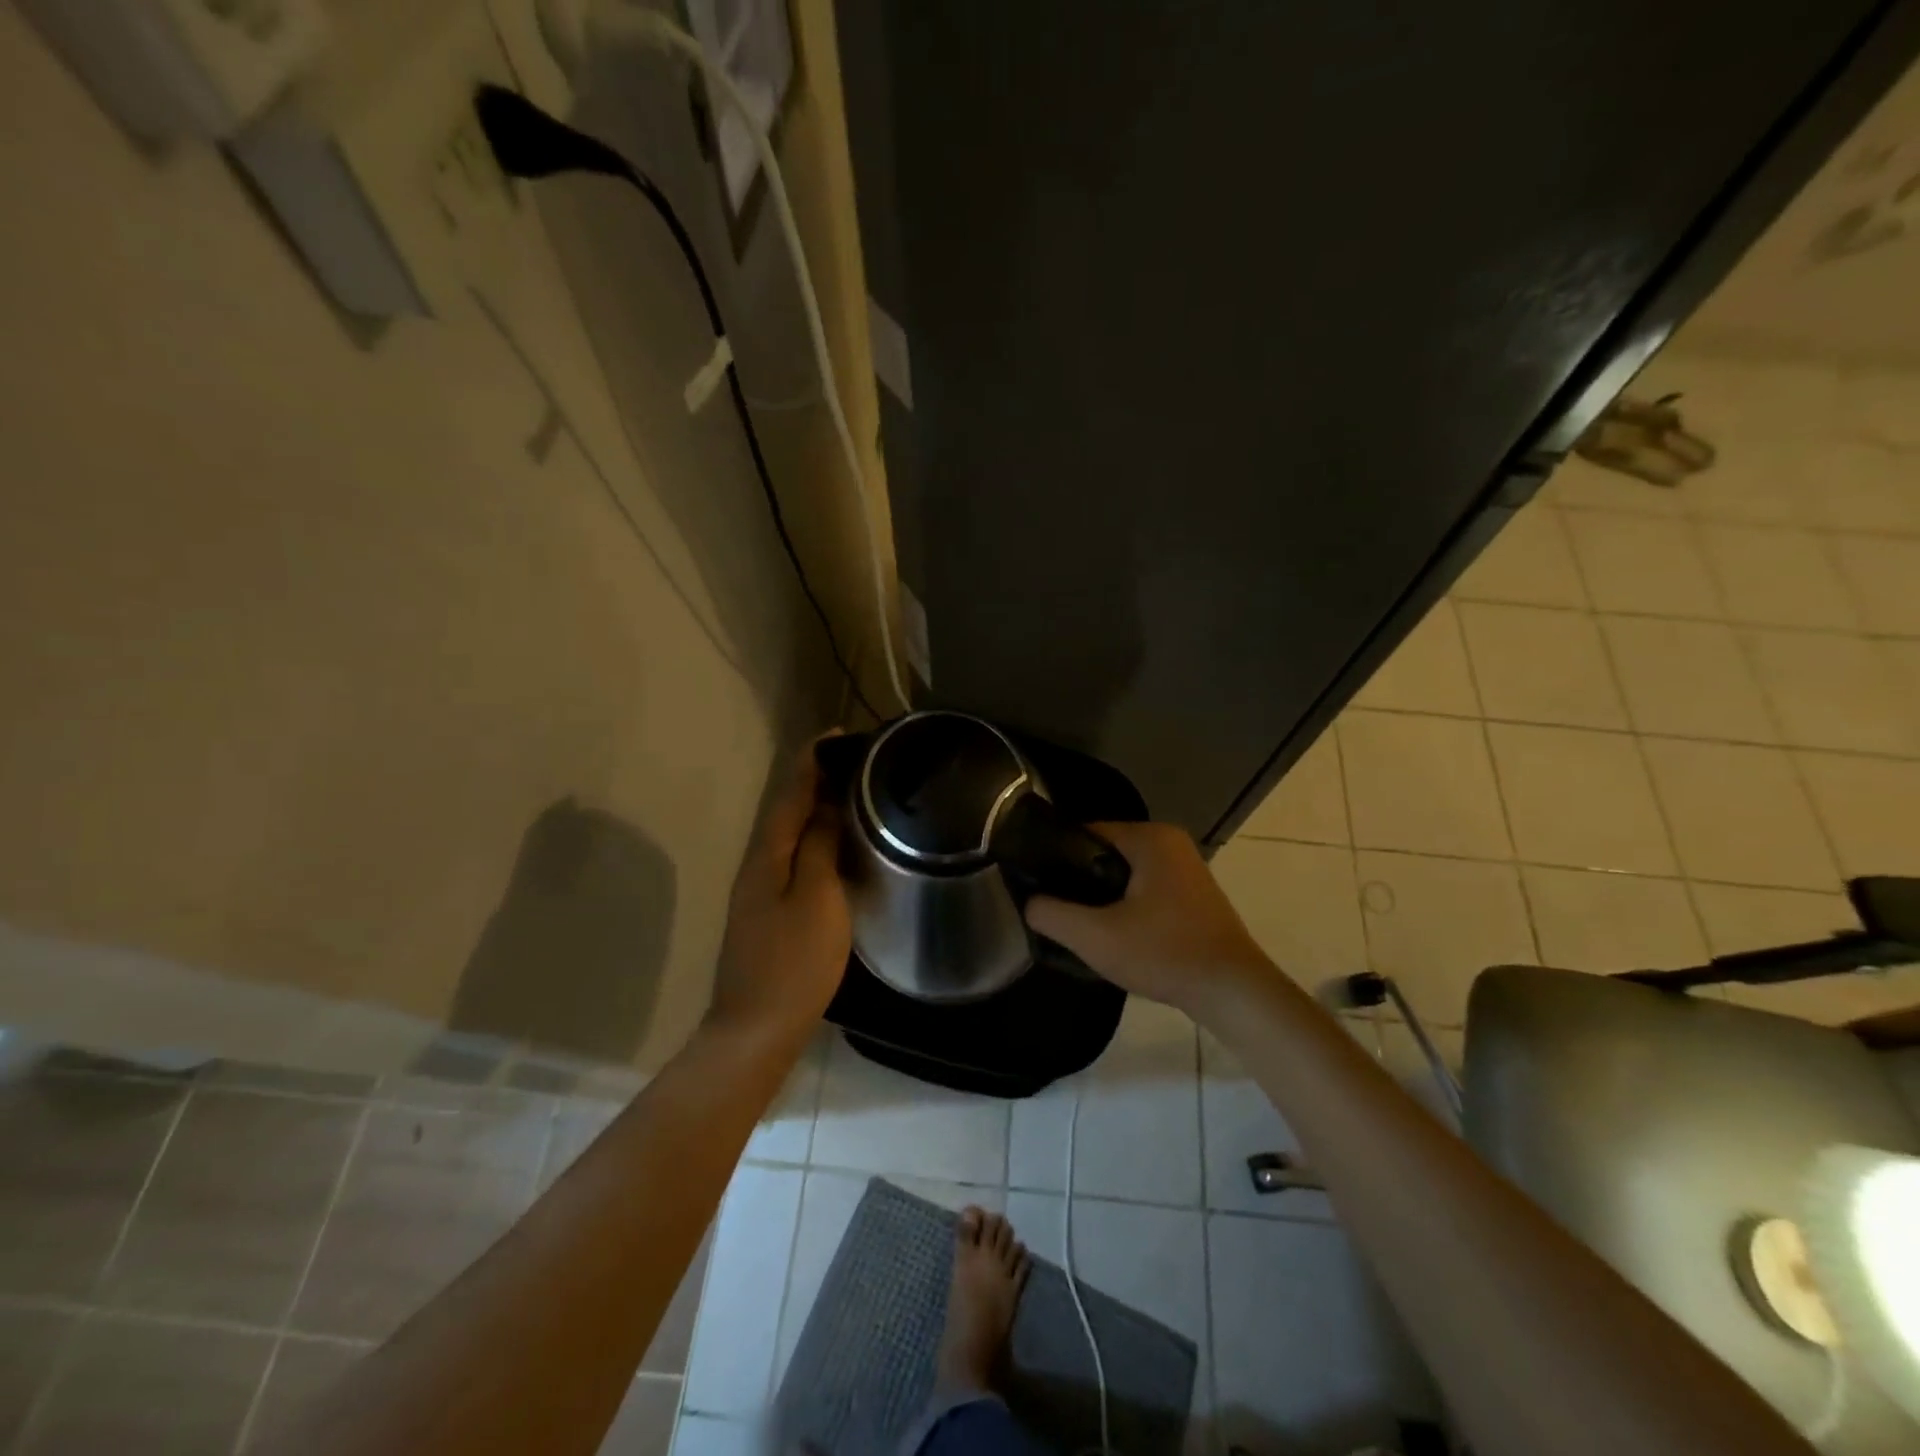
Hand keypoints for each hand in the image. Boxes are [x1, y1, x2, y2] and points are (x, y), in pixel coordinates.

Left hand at [708, 735, 851, 1043]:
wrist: (757, 1029)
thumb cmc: (794, 962)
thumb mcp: (817, 898)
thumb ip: (820, 847)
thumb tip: (828, 804)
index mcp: (767, 855)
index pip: (790, 795)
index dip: (811, 763)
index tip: (835, 735)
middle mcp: (758, 865)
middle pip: (786, 810)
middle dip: (813, 780)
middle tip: (852, 760)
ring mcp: (760, 891)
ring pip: (789, 834)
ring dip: (814, 808)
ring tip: (848, 791)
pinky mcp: (769, 912)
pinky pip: (793, 857)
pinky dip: (812, 839)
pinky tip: (832, 843)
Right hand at [1025, 822, 1271, 1017]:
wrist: (1232, 992)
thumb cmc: (1164, 954)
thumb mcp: (1095, 937)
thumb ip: (1052, 914)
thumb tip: (1030, 902)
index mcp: (1150, 838)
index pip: (1086, 832)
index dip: (1057, 856)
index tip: (1037, 883)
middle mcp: (1170, 842)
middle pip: (1105, 852)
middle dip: (1079, 879)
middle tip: (1056, 909)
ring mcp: (1186, 868)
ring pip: (1126, 873)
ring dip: (1103, 895)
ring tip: (1079, 923)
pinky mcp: (1193, 894)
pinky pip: (1146, 888)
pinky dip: (1127, 905)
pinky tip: (1114, 933)